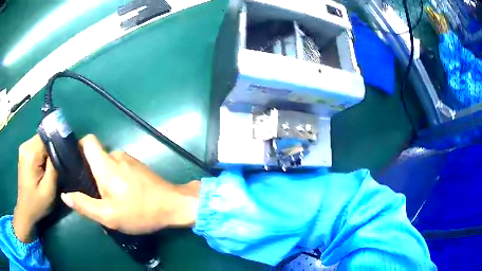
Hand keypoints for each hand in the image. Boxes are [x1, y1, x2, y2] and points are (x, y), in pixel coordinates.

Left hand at [14, 135, 57, 242]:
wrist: (25, 210)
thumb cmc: (37, 203)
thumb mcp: (49, 190)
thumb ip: (54, 167)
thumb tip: (60, 149)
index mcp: (30, 153)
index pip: (48, 139)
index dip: (57, 146)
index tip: (64, 158)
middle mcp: (25, 145)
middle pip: (44, 138)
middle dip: (52, 148)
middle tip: (58, 164)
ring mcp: (23, 147)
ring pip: (40, 141)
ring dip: (47, 151)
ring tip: (52, 166)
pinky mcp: (24, 151)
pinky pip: (36, 145)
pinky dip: (43, 152)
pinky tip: (45, 165)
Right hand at [61, 135, 199, 234]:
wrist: (173, 206)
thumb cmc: (140, 212)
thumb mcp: (109, 215)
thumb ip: (84, 205)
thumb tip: (65, 195)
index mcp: (106, 164)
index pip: (88, 141)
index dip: (78, 148)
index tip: (74, 165)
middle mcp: (117, 155)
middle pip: (96, 156)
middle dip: (90, 173)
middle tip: (92, 194)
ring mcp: (129, 159)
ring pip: (108, 165)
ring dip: (104, 179)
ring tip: (108, 199)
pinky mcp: (138, 166)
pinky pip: (119, 168)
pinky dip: (115, 179)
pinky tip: (122, 196)